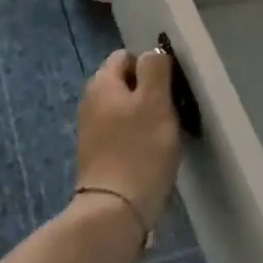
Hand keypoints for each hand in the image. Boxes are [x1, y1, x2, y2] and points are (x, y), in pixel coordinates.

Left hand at [76, 49, 183, 231]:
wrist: (115, 210)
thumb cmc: (140, 149)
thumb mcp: (155, 101)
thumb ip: (155, 69)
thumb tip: (153, 52)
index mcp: (101, 83)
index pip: (126, 56)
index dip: (150, 66)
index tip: (170, 87)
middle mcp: (90, 101)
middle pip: (125, 83)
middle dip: (149, 92)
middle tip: (171, 111)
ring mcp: (91, 130)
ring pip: (124, 109)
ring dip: (145, 117)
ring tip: (165, 135)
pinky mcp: (98, 156)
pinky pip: (122, 133)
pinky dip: (137, 138)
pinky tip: (151, 154)